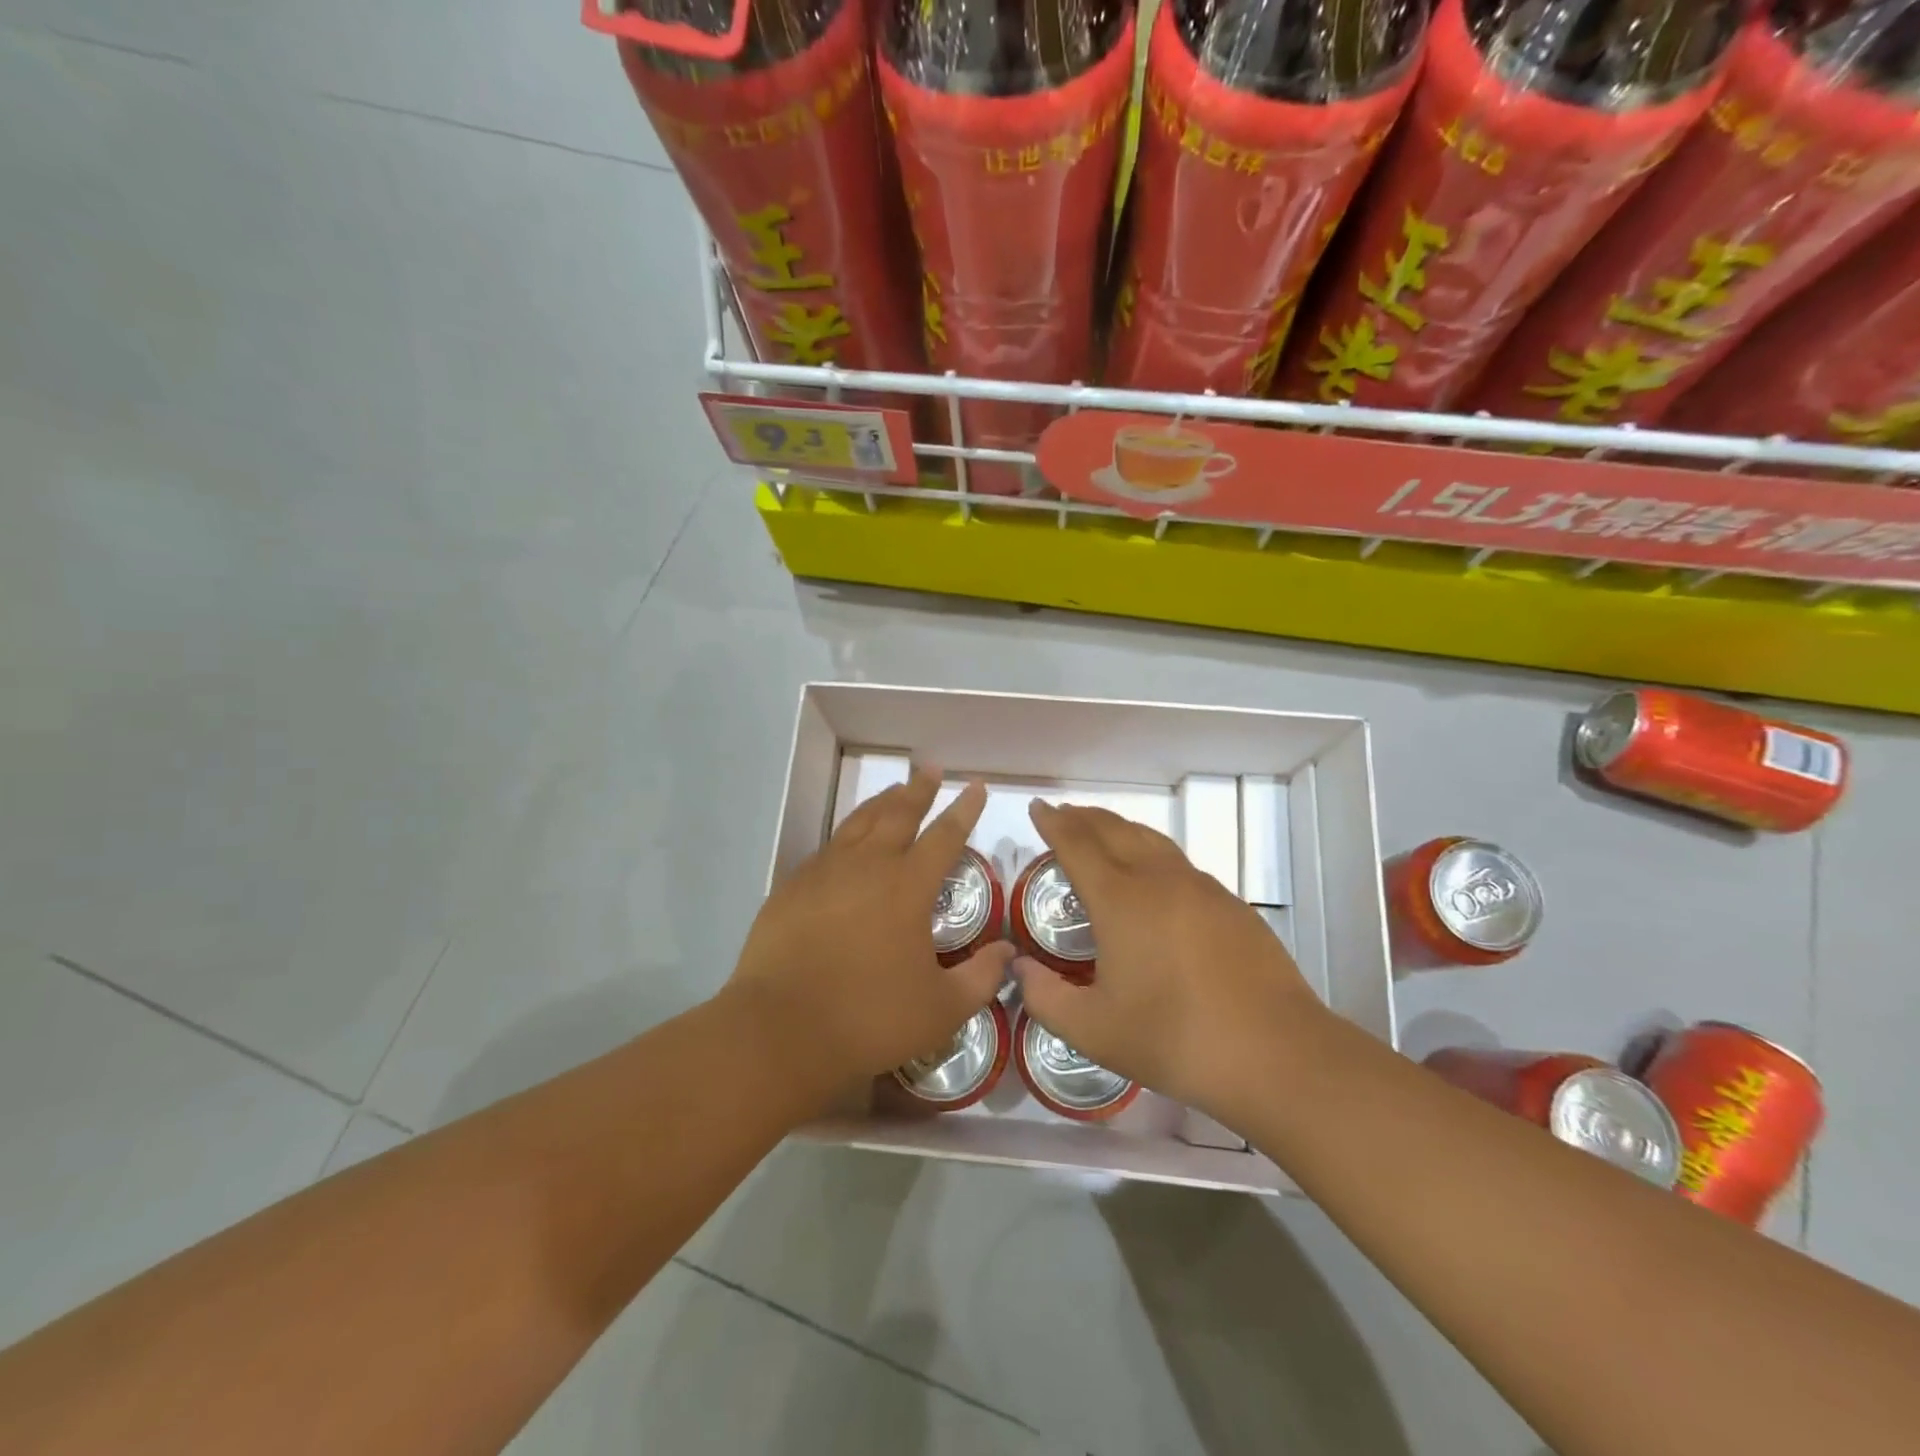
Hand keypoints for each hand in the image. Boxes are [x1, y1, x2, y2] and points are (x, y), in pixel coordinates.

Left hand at [724, 768, 1013, 1104]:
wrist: (780, 1029)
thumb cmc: (869, 1018)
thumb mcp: (941, 1009)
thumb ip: (981, 977)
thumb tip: (1008, 952)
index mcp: (908, 887)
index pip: (945, 836)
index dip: (964, 810)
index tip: (976, 787)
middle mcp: (868, 866)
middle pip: (898, 814)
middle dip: (919, 789)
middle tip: (931, 769)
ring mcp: (825, 872)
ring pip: (859, 822)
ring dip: (882, 802)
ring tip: (894, 789)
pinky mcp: (792, 887)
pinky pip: (827, 848)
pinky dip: (846, 834)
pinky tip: (847, 841)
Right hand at [1012, 801, 1328, 1119]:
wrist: (1276, 1054)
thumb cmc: (1174, 1039)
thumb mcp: (1093, 1030)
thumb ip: (1045, 997)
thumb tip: (1019, 967)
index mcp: (1120, 900)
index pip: (1077, 844)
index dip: (1054, 823)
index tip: (1037, 807)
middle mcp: (1159, 879)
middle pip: (1114, 829)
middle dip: (1083, 817)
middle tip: (1063, 814)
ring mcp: (1201, 888)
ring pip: (1151, 840)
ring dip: (1119, 829)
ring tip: (1102, 833)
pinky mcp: (1231, 905)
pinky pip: (1179, 863)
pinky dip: (1151, 853)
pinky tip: (1153, 878)